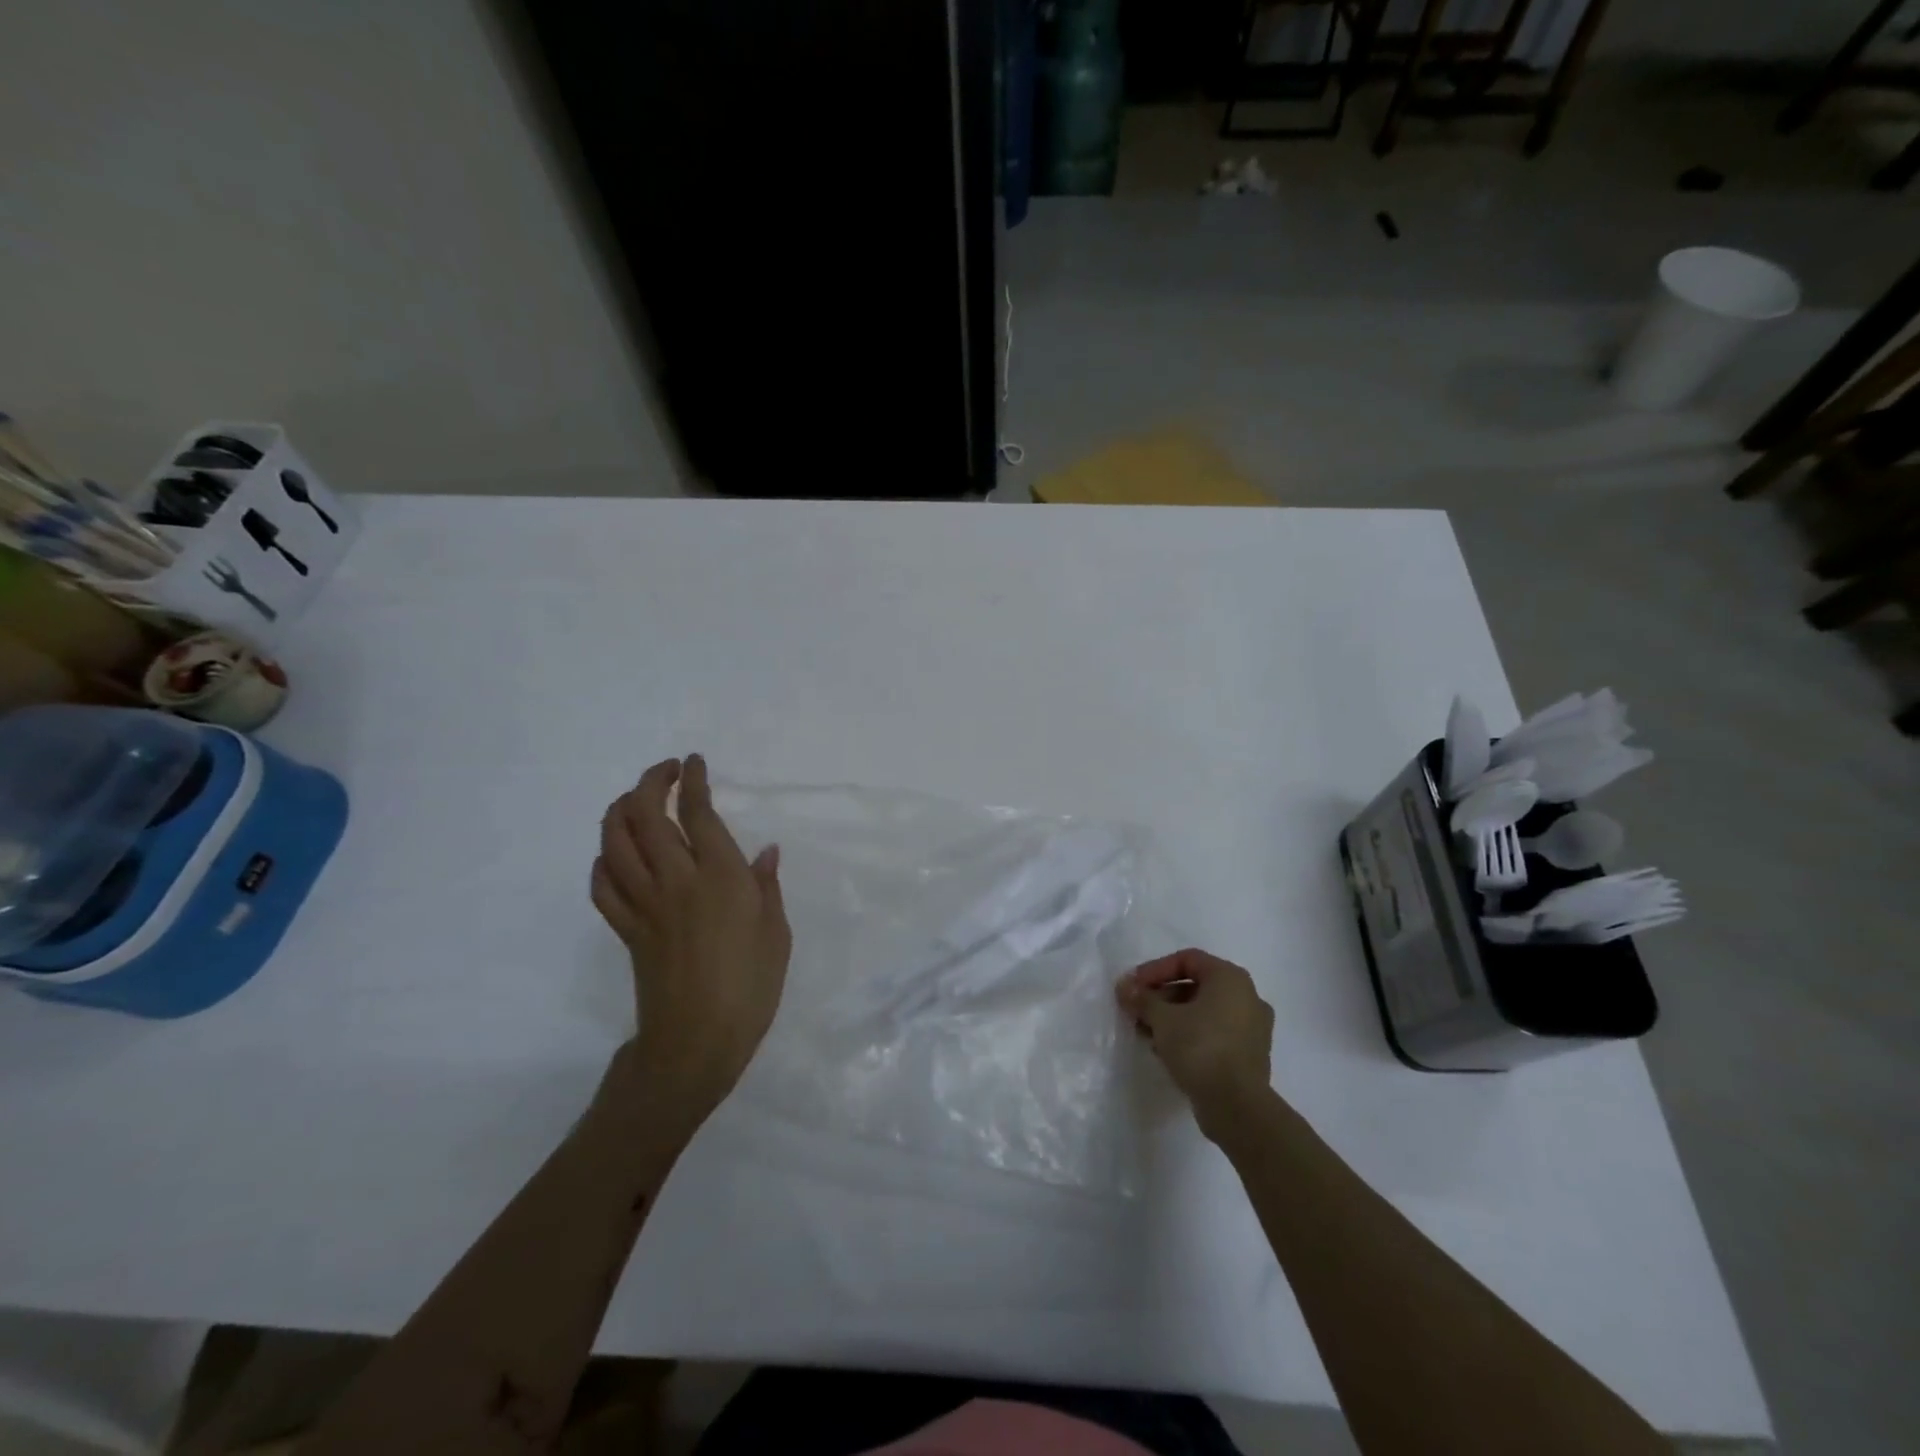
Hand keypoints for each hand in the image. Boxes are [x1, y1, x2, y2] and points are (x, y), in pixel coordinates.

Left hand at [592, 754, 790, 1119]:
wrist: (696, 1043)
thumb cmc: (750, 988)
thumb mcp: (776, 934)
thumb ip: (767, 887)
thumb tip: (764, 851)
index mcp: (720, 878)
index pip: (698, 813)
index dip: (693, 781)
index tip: (693, 762)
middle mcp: (677, 881)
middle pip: (647, 816)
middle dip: (651, 783)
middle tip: (666, 772)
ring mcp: (645, 904)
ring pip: (616, 843)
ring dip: (620, 811)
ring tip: (636, 800)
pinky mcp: (626, 930)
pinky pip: (603, 886)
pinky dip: (604, 861)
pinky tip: (615, 855)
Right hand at [1117, 949, 1274, 1140]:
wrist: (1237, 1107)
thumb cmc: (1200, 1048)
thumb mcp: (1162, 1019)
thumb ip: (1142, 999)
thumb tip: (1124, 987)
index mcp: (1230, 978)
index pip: (1187, 960)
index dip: (1155, 970)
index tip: (1133, 987)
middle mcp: (1247, 996)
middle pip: (1195, 986)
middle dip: (1161, 997)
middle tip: (1137, 1011)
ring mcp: (1252, 1028)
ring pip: (1204, 1012)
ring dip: (1173, 1018)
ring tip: (1146, 1034)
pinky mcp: (1250, 1055)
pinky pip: (1214, 1033)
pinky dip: (1190, 1035)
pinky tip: (1166, 1051)